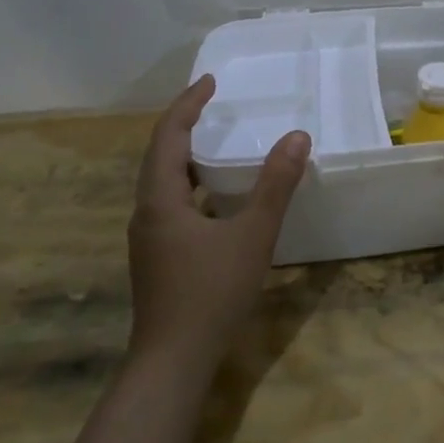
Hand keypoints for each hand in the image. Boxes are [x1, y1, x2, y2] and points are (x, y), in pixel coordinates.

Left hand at [127, 75, 309, 362]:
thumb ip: (275, 185)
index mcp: (160, 200)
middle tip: (215, 106)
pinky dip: (193, 187)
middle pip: (160, 157)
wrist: (173, 360)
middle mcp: (146, 213)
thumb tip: (297, 137)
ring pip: (164, 184)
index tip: (210, 82)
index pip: (168, 137)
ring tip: (218, 143)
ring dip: (187, 158)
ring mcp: (149, 239)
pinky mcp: (158, 258)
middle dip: (185, 126)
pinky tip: (218, 199)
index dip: (188, 105)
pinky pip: (173, 205)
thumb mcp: (253, 235)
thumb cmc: (211, 292)